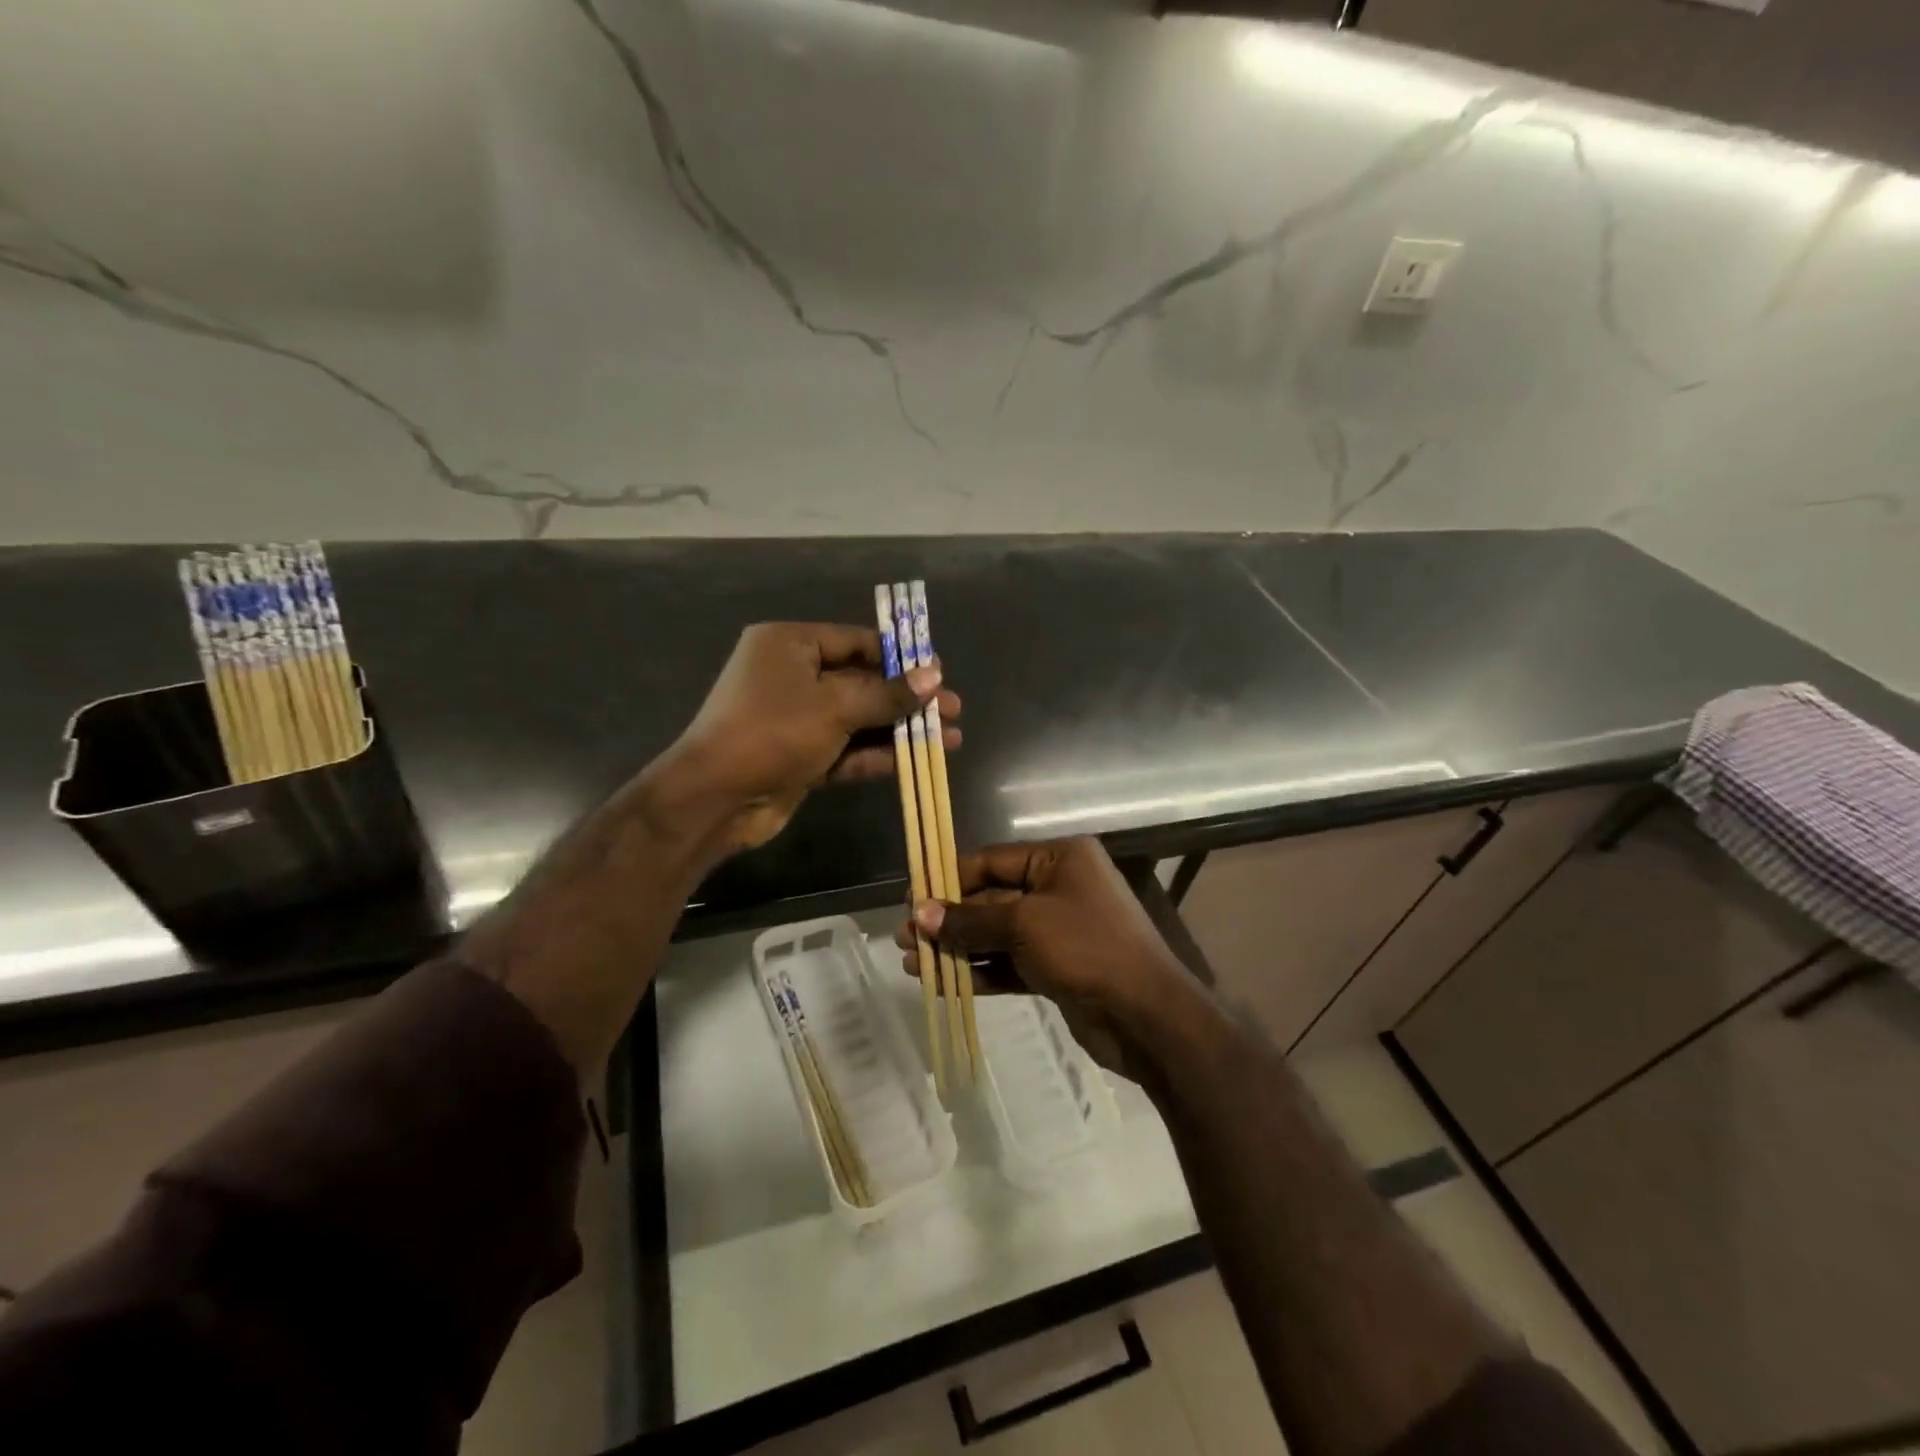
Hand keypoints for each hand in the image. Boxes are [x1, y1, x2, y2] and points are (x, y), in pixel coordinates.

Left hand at [663, 622, 960, 852]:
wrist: (715, 798)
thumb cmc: (772, 732)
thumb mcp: (835, 707)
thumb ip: (887, 695)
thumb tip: (934, 676)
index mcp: (790, 644)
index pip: (856, 641)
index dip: (900, 657)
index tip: (938, 671)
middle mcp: (793, 676)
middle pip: (862, 682)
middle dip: (907, 698)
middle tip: (952, 708)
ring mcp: (797, 718)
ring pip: (859, 718)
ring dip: (901, 729)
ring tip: (949, 737)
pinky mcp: (802, 756)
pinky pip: (847, 748)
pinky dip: (879, 753)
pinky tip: (919, 759)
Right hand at [894, 838, 1191, 1075]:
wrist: (1147, 1016)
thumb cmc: (1087, 948)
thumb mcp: (1024, 925)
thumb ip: (970, 919)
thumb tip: (918, 913)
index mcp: (1059, 858)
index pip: (992, 861)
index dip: (949, 879)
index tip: (911, 899)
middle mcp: (1059, 887)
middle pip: (991, 898)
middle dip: (949, 920)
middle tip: (904, 938)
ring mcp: (1059, 929)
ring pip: (997, 933)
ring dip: (958, 948)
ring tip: (912, 964)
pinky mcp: (1057, 967)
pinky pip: (1009, 962)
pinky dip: (979, 971)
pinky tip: (942, 984)